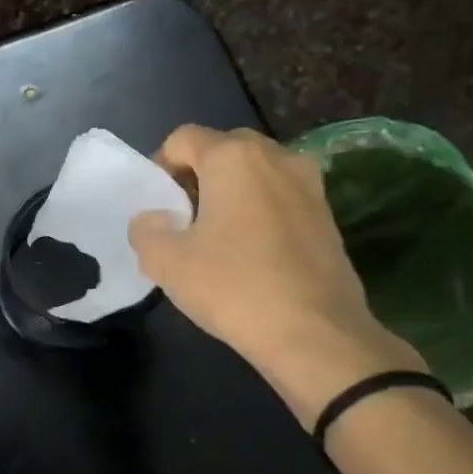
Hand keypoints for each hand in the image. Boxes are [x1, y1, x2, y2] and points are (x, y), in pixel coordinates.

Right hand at [127, 126, 426, 427]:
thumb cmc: (233, 286)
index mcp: (233, 157)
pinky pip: (279, 197)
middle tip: (182, 220)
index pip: (182, 139)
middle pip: (222, 149)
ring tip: (215, 238)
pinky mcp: (327, 215)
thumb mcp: (165, 261)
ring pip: (254, 173)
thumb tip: (153, 219)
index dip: (160, 168)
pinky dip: (257, 212)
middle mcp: (276, 157)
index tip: (157, 208)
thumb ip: (145, 230)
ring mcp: (309, 184)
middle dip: (196, 177)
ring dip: (229, 194)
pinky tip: (249, 254)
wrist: (315, 334)